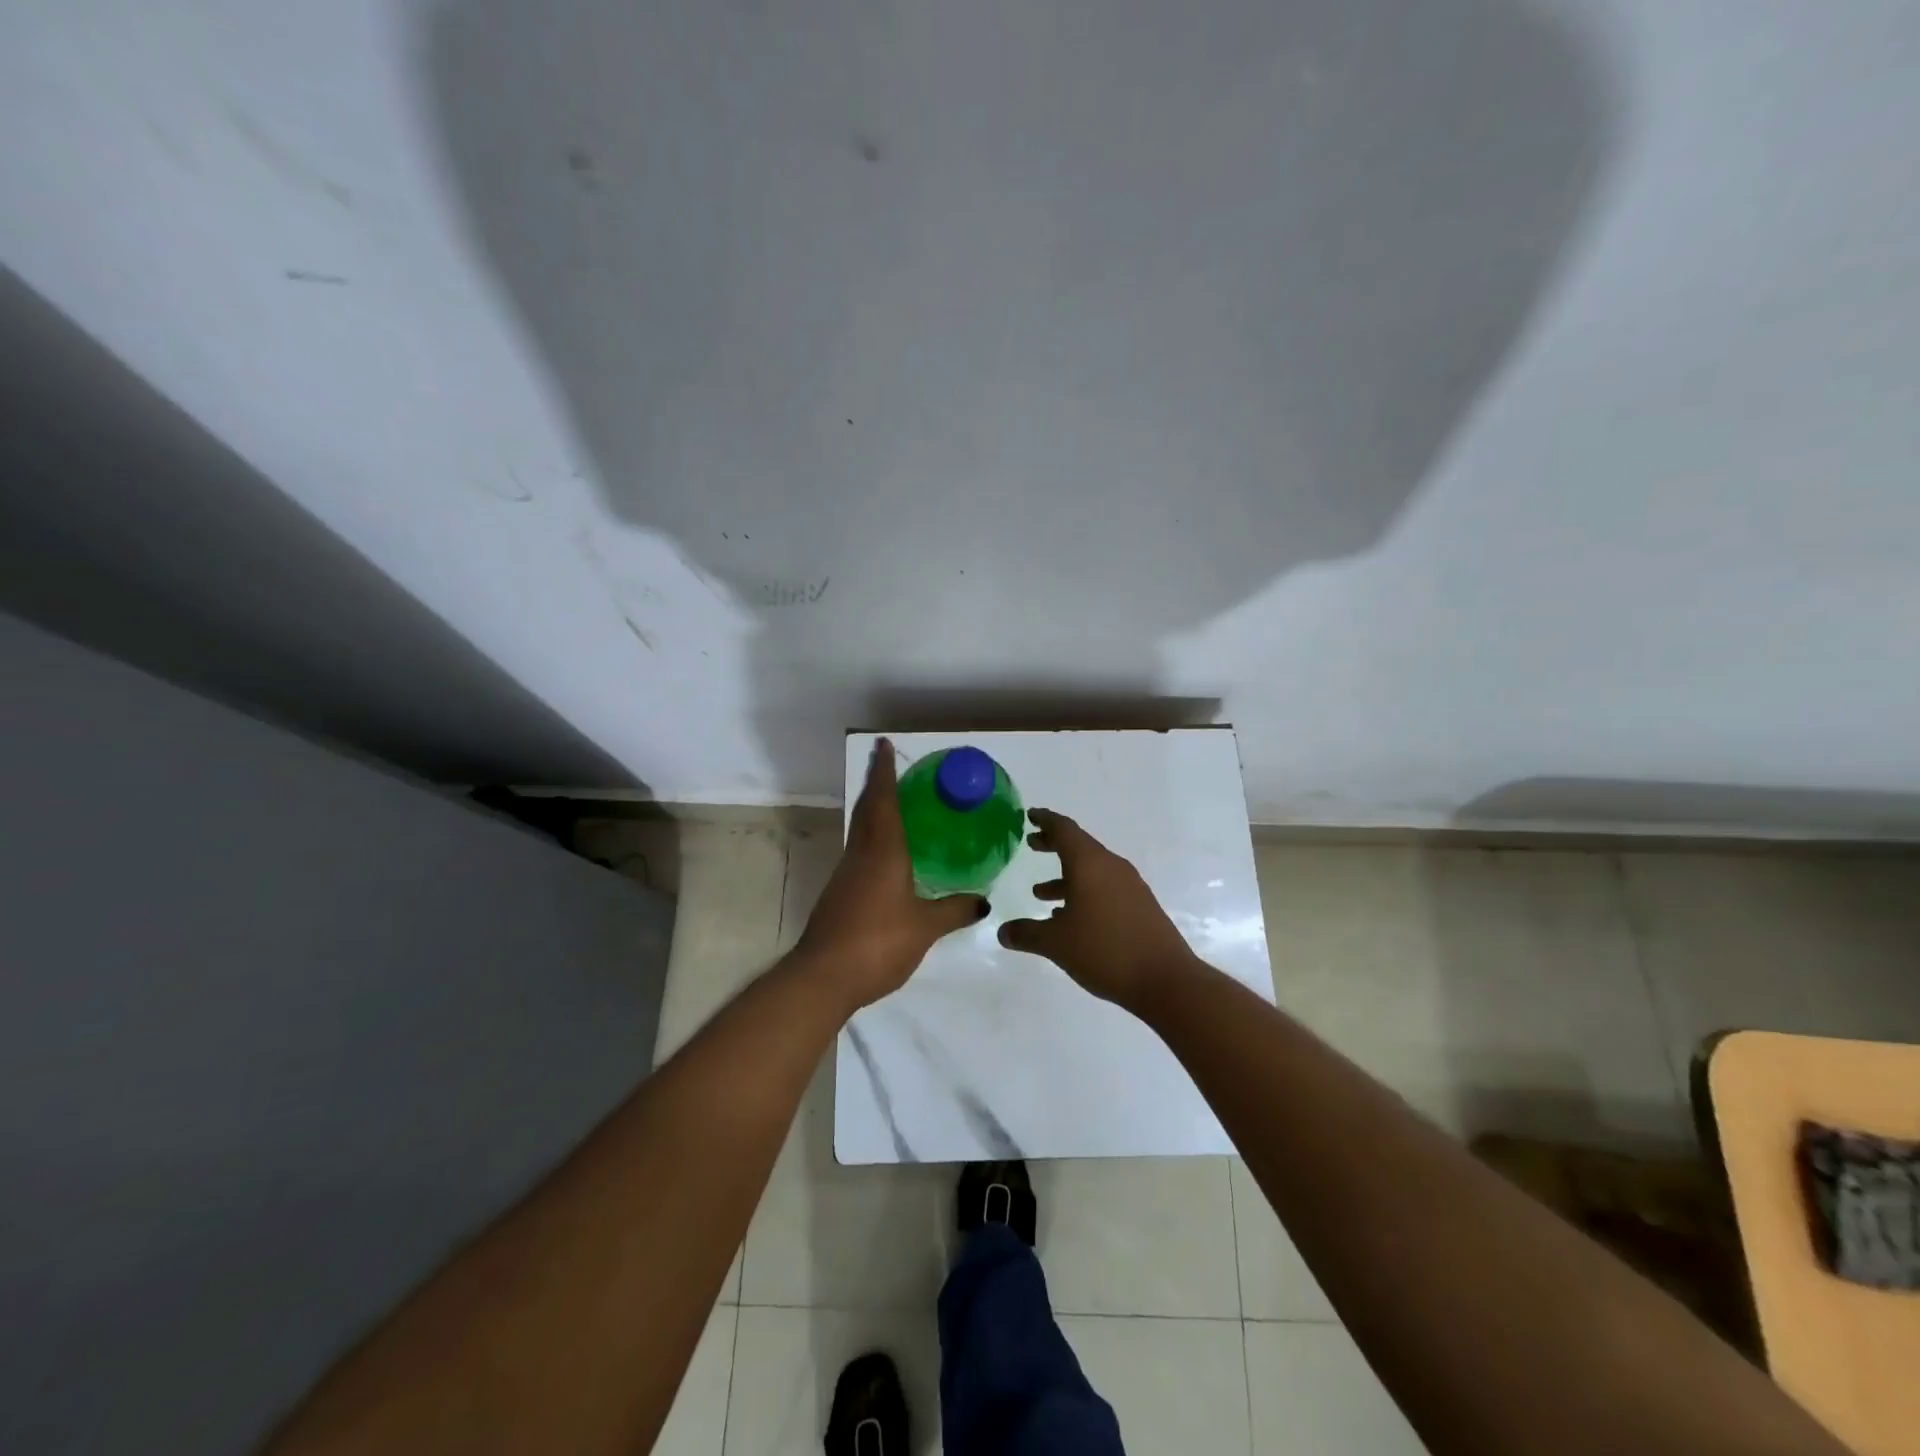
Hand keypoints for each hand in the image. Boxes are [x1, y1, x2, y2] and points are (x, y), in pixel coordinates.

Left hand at [794, 738, 990, 1010]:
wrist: (824, 976)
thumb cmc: (878, 942)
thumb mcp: (925, 927)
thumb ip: (954, 910)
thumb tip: (983, 900)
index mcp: (883, 851)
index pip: (884, 801)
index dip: (884, 772)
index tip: (883, 745)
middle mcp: (861, 854)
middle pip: (868, 809)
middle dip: (877, 784)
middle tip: (890, 766)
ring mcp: (847, 874)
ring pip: (861, 830)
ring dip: (874, 809)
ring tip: (895, 803)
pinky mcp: (840, 893)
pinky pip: (860, 851)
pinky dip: (873, 838)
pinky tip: (888, 853)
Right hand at [998, 808, 1200, 1012]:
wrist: (1166, 980)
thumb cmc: (1105, 951)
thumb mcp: (1056, 943)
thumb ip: (1026, 934)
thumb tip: (1002, 932)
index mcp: (1089, 864)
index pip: (1064, 829)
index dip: (1045, 820)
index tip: (1029, 815)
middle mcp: (1111, 867)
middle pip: (1079, 846)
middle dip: (1053, 844)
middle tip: (1031, 844)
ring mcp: (1129, 886)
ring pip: (1092, 869)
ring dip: (1066, 875)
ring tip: (1040, 892)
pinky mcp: (1140, 905)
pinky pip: (1105, 887)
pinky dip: (1083, 891)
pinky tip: (1070, 917)